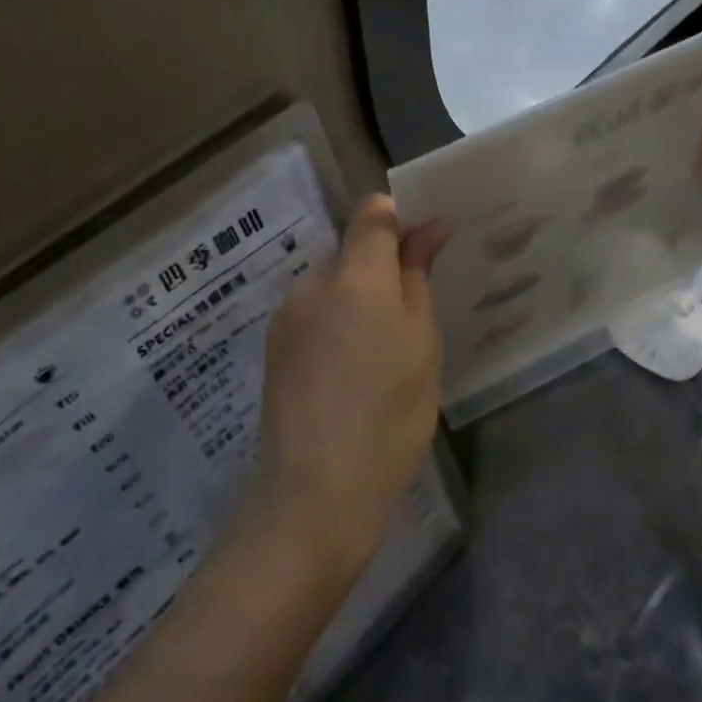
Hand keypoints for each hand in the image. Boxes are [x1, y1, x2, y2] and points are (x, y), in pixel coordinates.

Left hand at [256, 196, 450, 576]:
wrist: (317, 490)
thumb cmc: (390, 414)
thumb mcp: (421, 343)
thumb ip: (418, 276)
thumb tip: (429, 227)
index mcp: (356, 275)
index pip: (372, 212)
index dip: (399, 220)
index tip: (423, 251)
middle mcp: (313, 282)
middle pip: (351, 252)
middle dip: (380, 272)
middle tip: (407, 323)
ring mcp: (286, 314)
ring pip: (332, 286)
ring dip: (355, 302)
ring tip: (375, 359)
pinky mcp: (273, 345)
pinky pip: (312, 314)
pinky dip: (333, 326)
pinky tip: (346, 374)